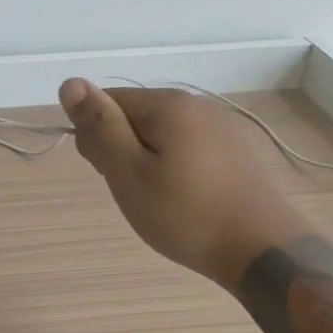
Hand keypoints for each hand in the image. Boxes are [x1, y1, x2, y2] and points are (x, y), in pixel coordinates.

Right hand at [58, 79, 308, 284]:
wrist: (262, 250)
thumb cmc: (186, 214)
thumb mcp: (129, 172)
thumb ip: (100, 126)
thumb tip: (70, 82)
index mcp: (168, 104)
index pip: (107, 102)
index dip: (96, 137)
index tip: (107, 174)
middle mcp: (196, 105)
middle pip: (134, 117)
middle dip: (122, 150)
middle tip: (133, 192)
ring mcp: (220, 127)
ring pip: (160, 135)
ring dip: (146, 162)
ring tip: (157, 201)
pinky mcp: (234, 152)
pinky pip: (186, 149)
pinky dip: (173, 170)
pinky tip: (183, 200)